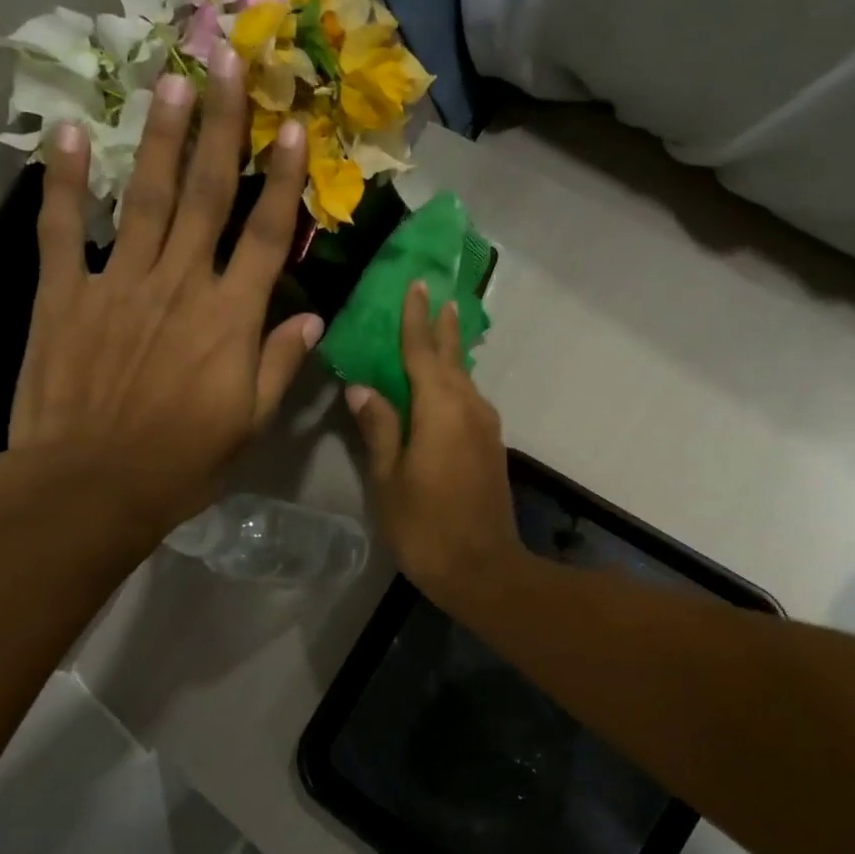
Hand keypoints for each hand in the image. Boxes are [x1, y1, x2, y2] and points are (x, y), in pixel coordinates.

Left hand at [1, 44, 322, 548]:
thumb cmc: (183, 461)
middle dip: (222, 126)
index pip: (264, 234)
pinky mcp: (63, 294)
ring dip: (164, 137)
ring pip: (147, 198)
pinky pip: (63, 229)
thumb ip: (280, 364)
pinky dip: (67, 182)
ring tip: (175, 80)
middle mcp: (179, 284)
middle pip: (207, 195)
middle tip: (230, 62)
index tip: (291, 126)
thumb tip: (313, 318)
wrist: (91, 486)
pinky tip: (76, 135)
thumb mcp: (250, 423)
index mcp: (230, 318)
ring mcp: (117, 283)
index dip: (281, 178)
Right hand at [345, 281, 523, 610]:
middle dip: (442, 326)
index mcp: (440, 408)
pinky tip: (446, 386)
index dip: (416, 319)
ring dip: (451, 353)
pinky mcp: (491, 447)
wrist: (483, 568)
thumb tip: (363, 386)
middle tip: (437, 295)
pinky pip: (470, 401)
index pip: (423, 352)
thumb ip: (379, 427)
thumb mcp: (389, 478)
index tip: (417, 285)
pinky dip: (455, 383)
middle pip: (452, 358)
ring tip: (440, 330)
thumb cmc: (426, 526)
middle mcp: (469, 408)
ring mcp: (485, 428)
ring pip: (464, 379)